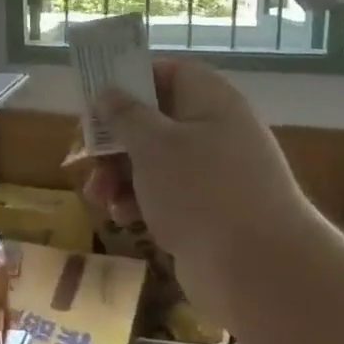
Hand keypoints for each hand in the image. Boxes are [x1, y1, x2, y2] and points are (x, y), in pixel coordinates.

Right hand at [87, 60, 314, 313]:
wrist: (258, 270)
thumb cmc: (201, 191)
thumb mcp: (153, 145)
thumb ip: (125, 116)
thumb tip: (109, 93)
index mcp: (210, 102)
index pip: (169, 73)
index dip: (133, 80)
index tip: (98, 99)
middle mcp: (215, 131)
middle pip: (154, 121)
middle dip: (115, 141)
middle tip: (85, 157)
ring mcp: (213, 174)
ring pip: (154, 161)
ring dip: (120, 175)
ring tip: (98, 197)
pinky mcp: (208, 211)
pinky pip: (165, 195)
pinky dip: (140, 202)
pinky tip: (122, 218)